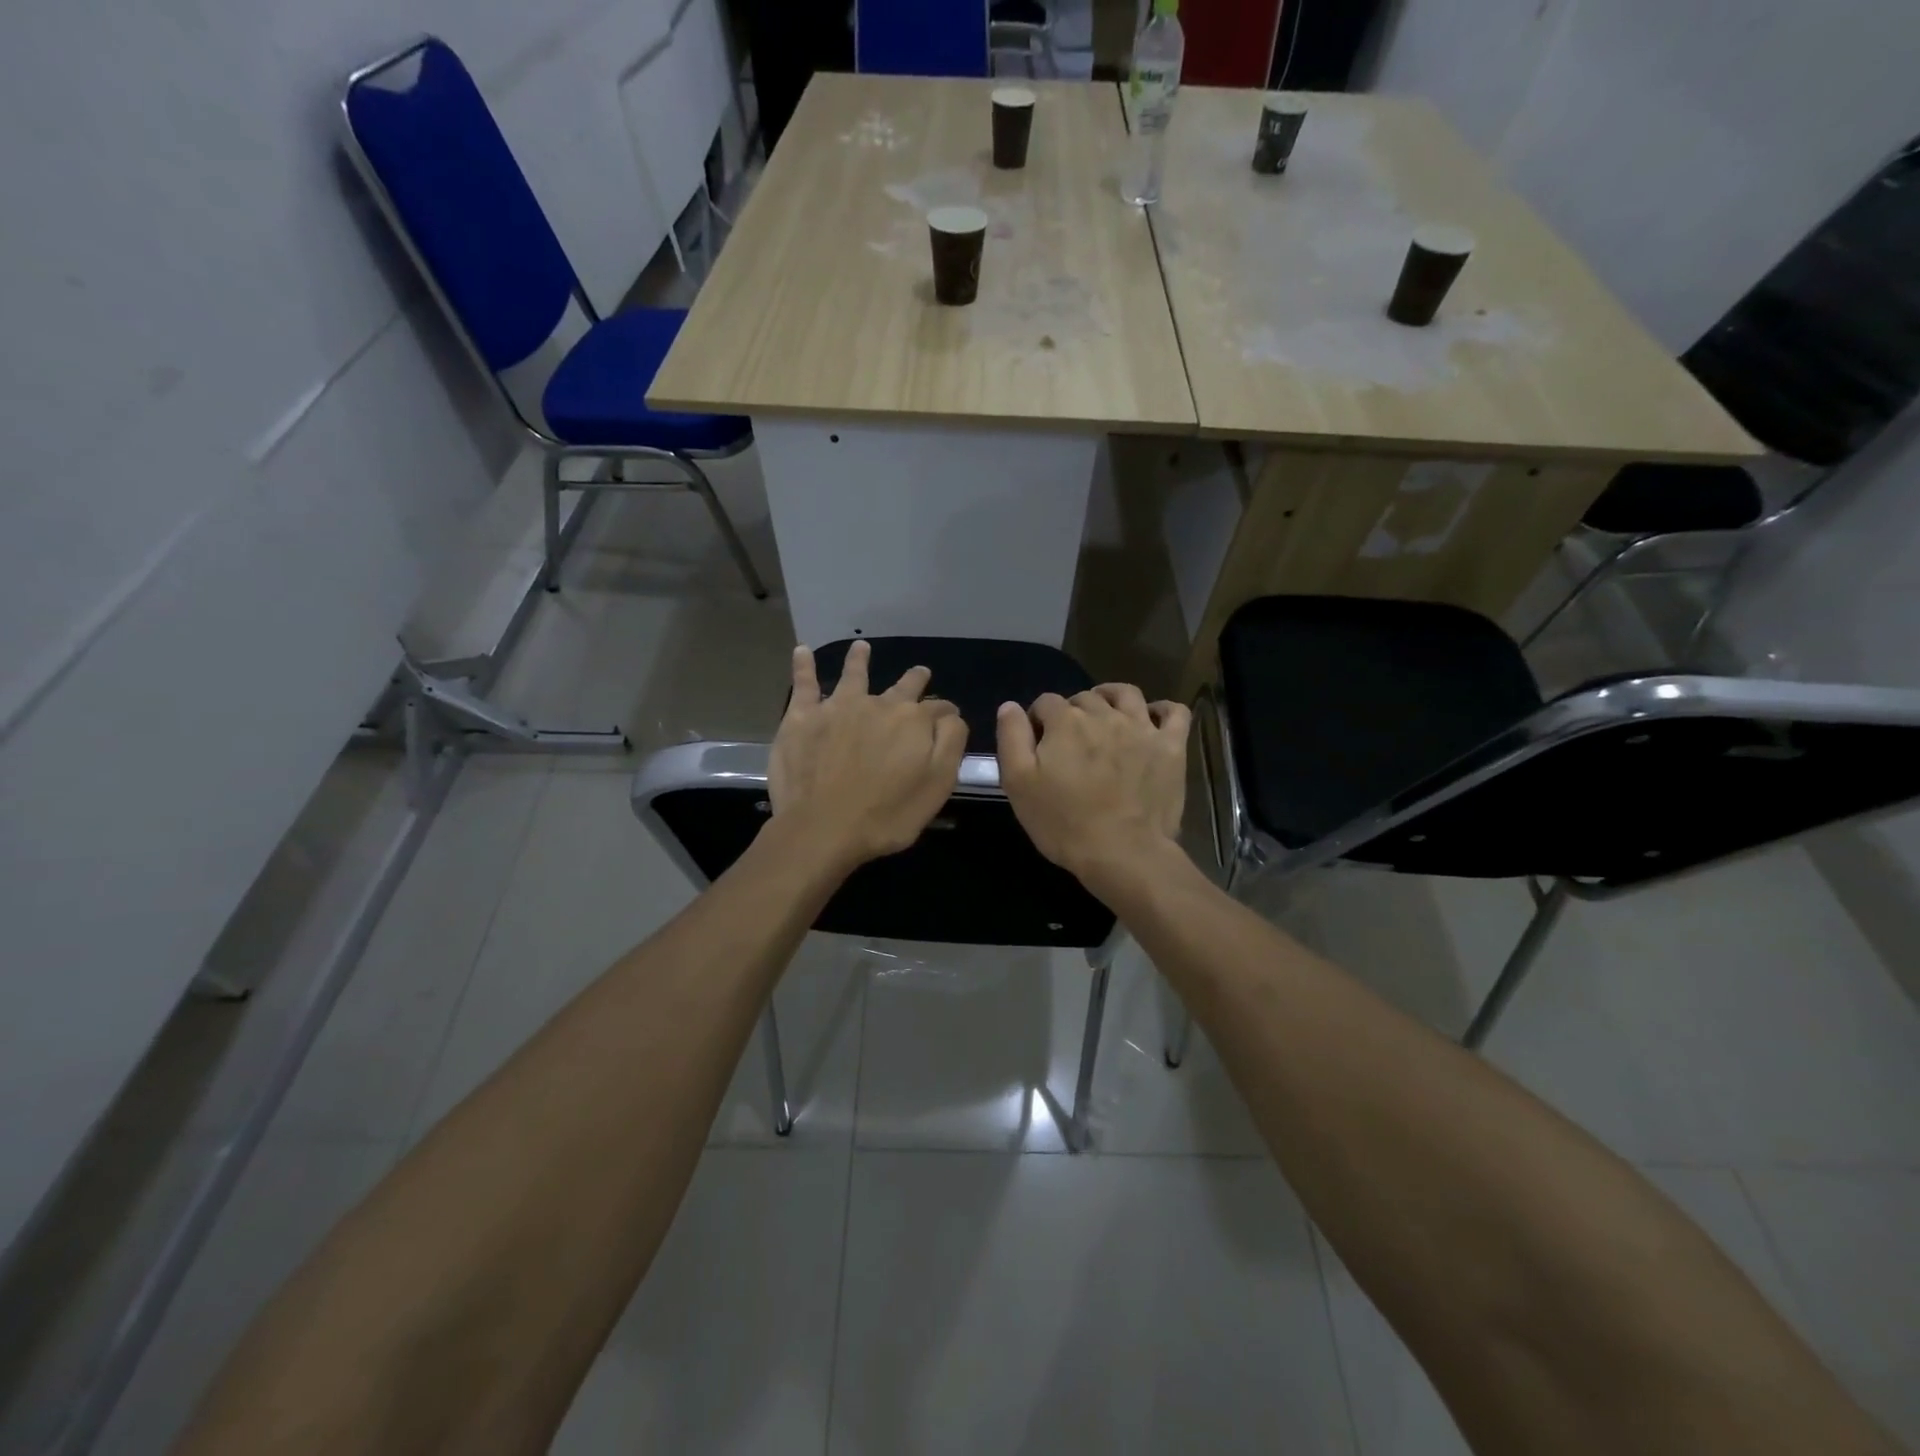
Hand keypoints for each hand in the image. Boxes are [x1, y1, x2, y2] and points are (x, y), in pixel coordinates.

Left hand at [770, 640, 967, 871]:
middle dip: (914, 679)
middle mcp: (878, 704)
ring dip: (859, 659)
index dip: (945, 713)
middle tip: (920, 673)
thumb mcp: (938, 785)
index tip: (948, 719)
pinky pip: (804, 683)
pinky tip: (802, 651)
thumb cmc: (887, 815)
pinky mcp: (803, 717)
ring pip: (853, 674)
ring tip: (862, 647)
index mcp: (913, 721)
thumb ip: (950, 744)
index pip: (938, 708)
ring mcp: (837, 706)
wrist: (823, 828)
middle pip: (901, 686)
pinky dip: (804, 665)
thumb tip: (951, 715)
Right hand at [996, 685, 1190, 885]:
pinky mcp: (1171, 746)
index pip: (1045, 702)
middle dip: (1073, 712)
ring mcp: (1142, 728)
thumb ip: (1012, 738)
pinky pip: (1174, 712)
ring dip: (1111, 697)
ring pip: (1126, 694)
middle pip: (1084, 698)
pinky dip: (1163, 710)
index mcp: (1065, 722)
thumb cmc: (1063, 821)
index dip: (1038, 719)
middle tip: (1070, 742)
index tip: (1038, 743)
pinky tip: (1152, 719)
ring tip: (1106, 714)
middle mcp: (1104, 714)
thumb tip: (1010, 707)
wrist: (1122, 852)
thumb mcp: (1018, 783)